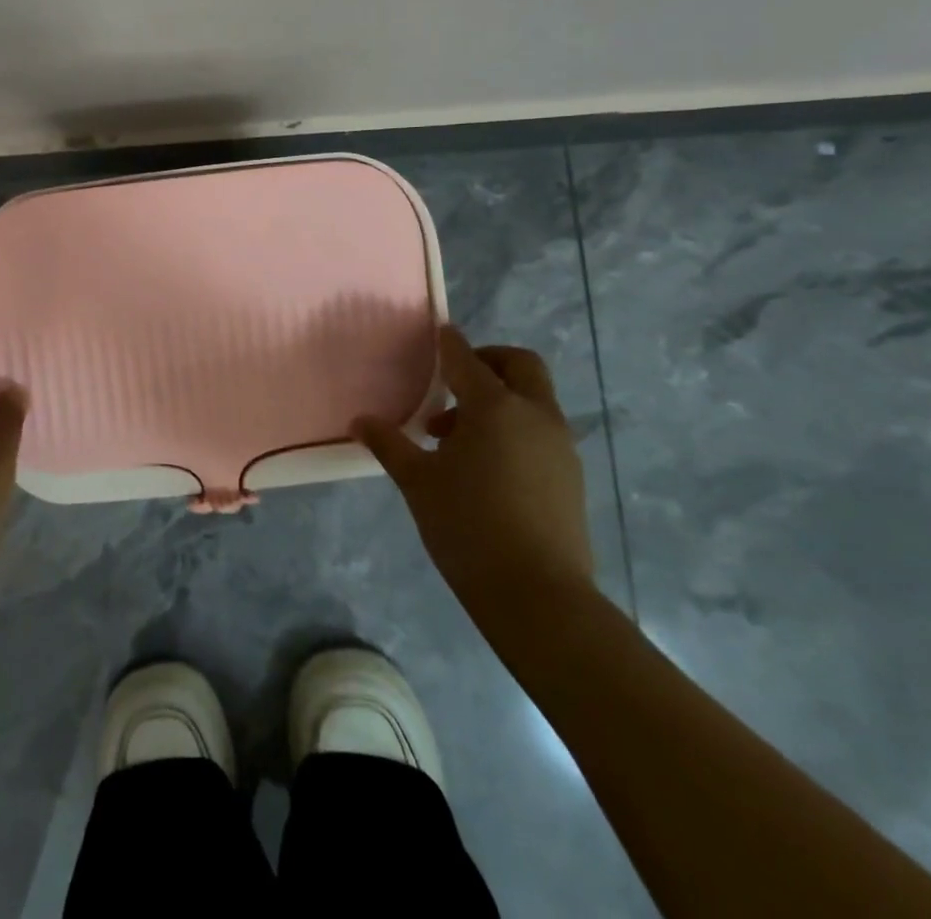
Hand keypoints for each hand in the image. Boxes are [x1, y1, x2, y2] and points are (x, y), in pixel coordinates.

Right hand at [354, 324, 593, 624]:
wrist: (539, 597)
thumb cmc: (468, 527)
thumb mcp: (417, 482)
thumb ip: (389, 444)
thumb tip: (360, 420)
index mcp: (494, 407)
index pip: (466, 359)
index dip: (449, 343)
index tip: (438, 332)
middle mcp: (534, 415)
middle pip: (519, 365)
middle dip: (488, 361)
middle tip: (452, 382)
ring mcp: (559, 446)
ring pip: (532, 399)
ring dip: (498, 399)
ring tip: (454, 437)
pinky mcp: (570, 475)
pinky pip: (540, 429)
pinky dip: (514, 427)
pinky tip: (484, 465)